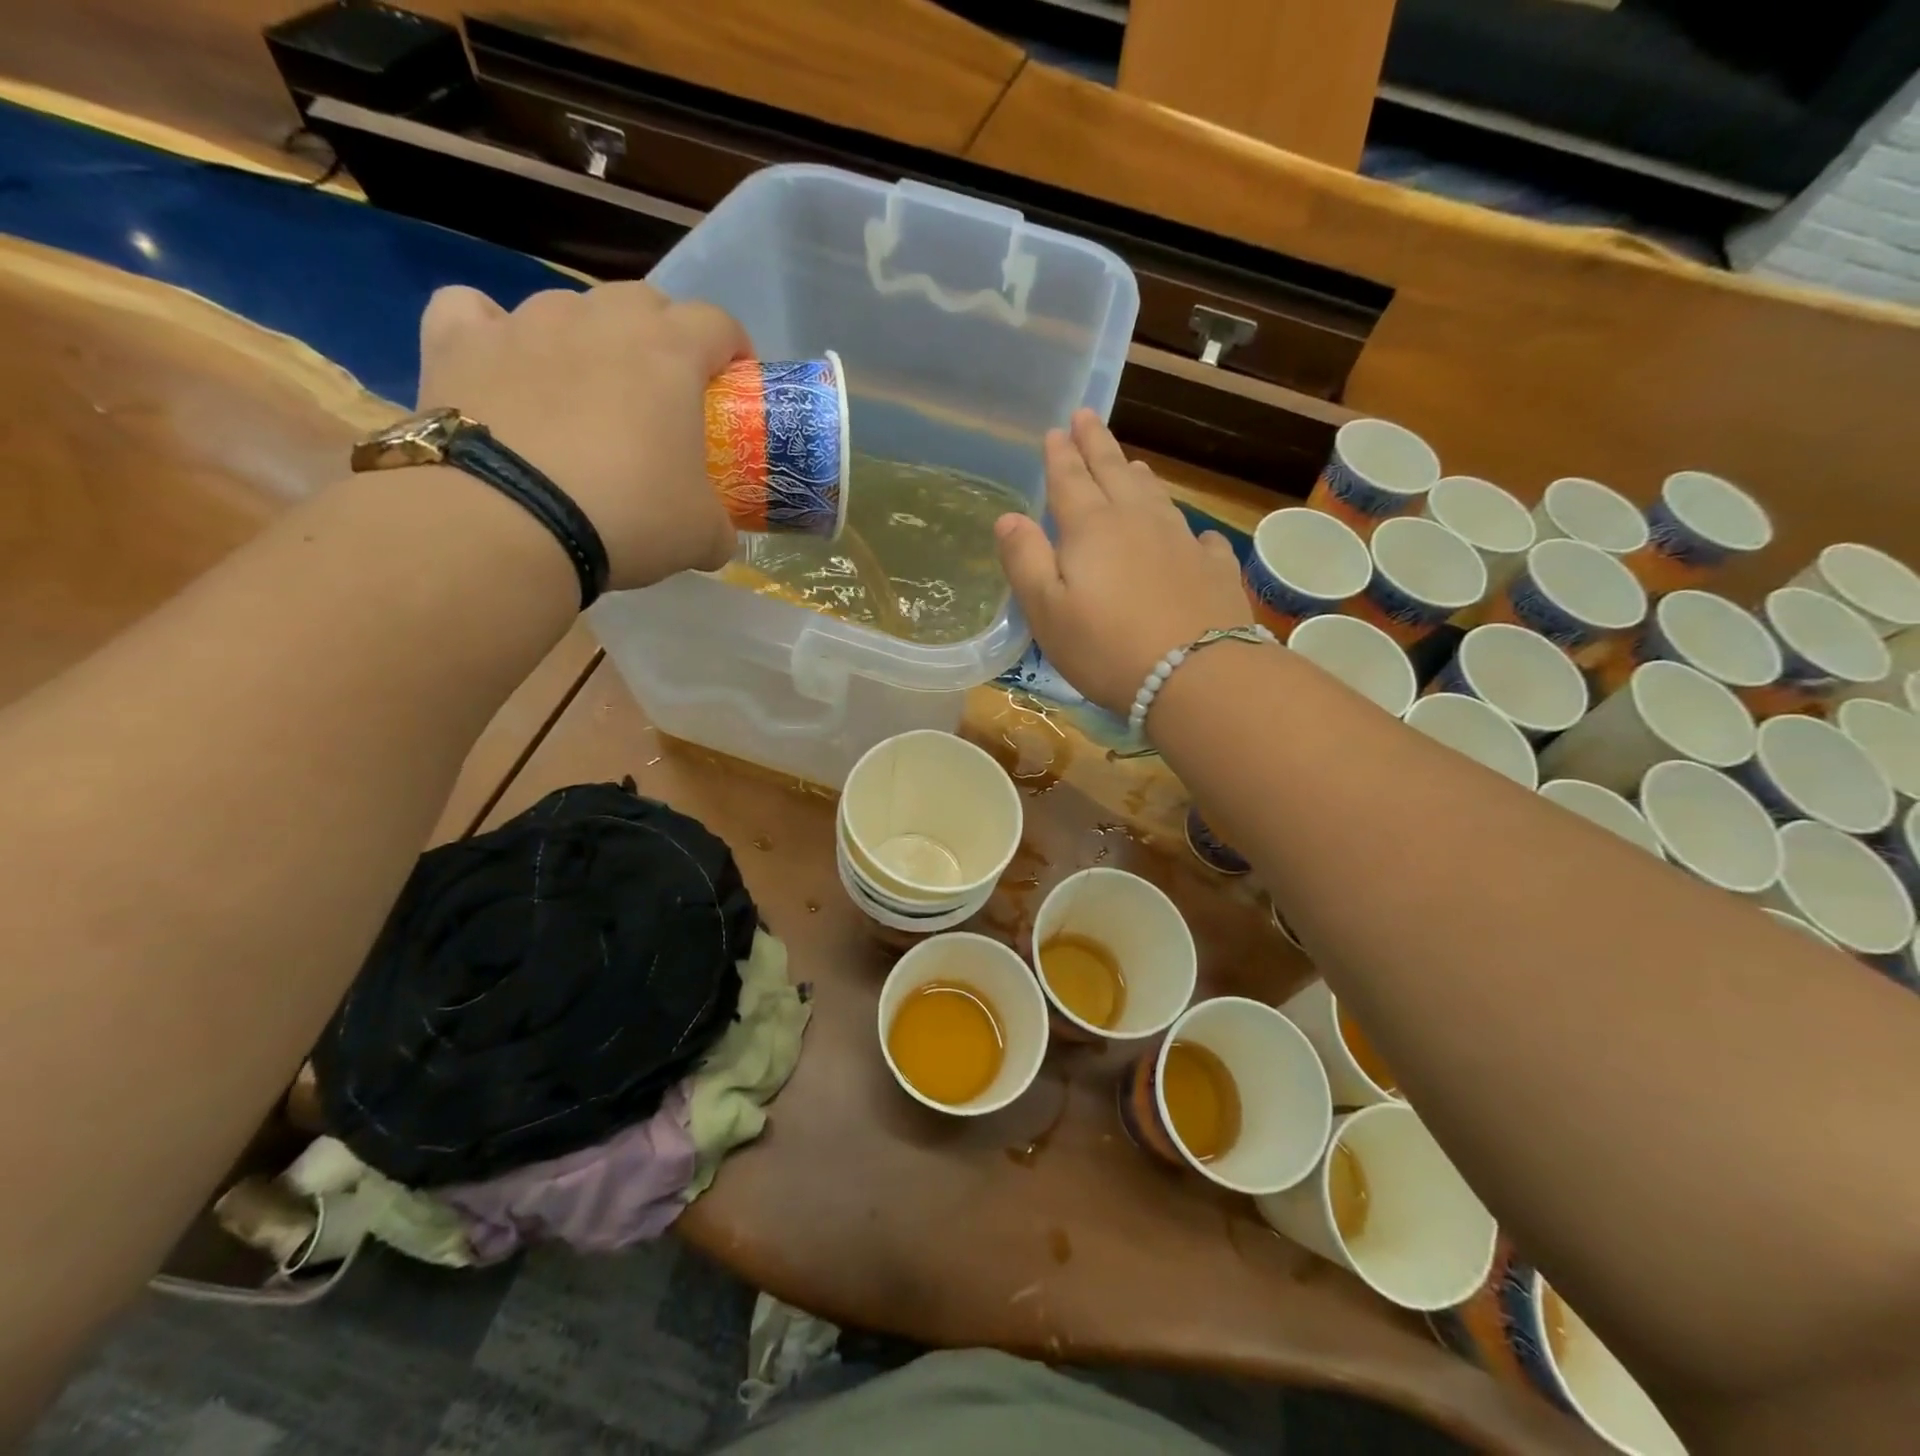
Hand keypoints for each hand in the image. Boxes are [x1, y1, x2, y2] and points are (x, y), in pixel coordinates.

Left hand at [417, 281, 748, 590]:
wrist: (508, 523)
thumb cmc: (628, 516)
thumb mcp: (702, 535)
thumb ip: (719, 524)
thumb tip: (717, 536)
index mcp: (669, 354)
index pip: (717, 323)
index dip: (733, 348)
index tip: (734, 381)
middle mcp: (599, 321)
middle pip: (644, 301)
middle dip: (662, 335)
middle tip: (663, 389)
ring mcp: (524, 324)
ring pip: (568, 306)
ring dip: (587, 337)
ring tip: (584, 388)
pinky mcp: (458, 342)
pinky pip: (475, 312)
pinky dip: (493, 331)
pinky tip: (502, 363)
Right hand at [996, 412, 1252, 715]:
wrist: (1196, 674)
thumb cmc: (1106, 646)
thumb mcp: (1047, 610)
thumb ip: (1025, 560)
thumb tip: (1008, 517)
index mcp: (1091, 528)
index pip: (1069, 479)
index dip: (1060, 454)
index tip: (1056, 429)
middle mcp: (1137, 520)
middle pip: (1113, 472)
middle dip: (1097, 444)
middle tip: (1088, 417)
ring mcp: (1181, 541)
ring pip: (1155, 496)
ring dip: (1137, 476)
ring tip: (1131, 464)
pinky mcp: (1214, 568)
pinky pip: (1198, 537)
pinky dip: (1187, 530)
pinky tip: (1191, 535)